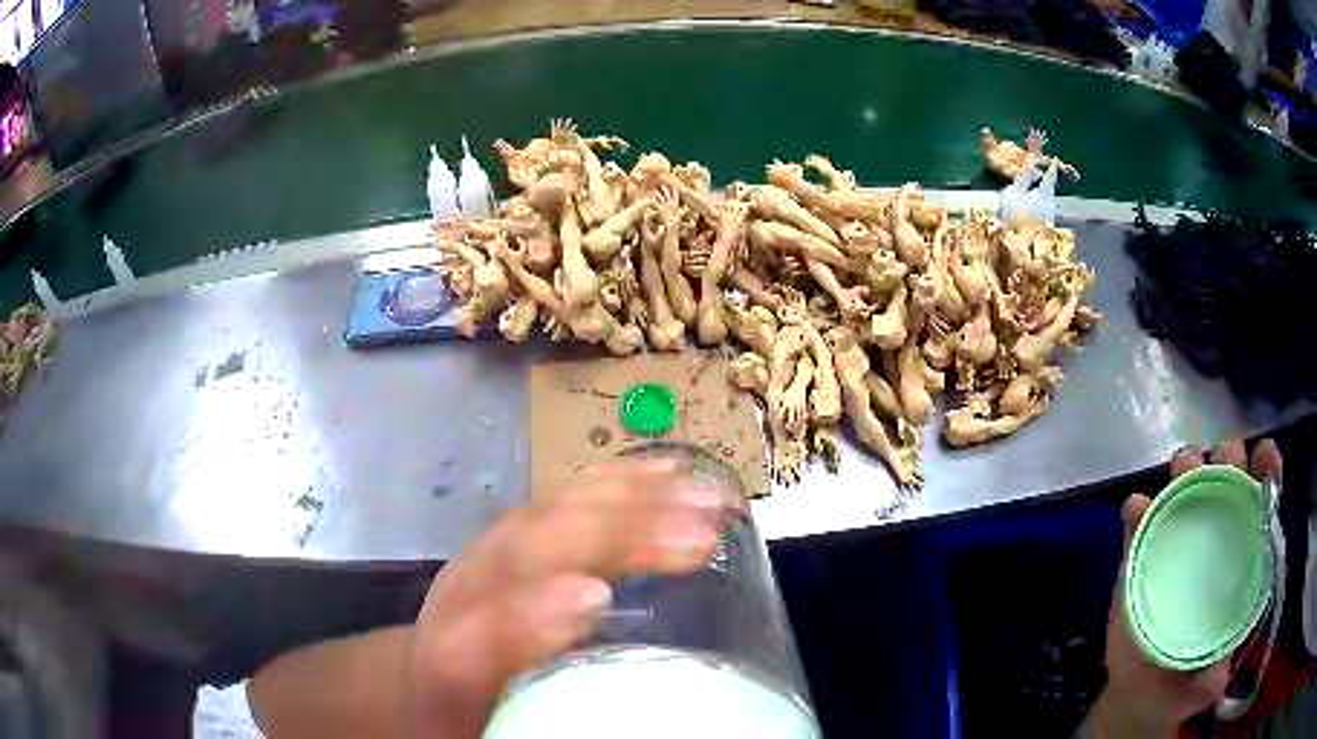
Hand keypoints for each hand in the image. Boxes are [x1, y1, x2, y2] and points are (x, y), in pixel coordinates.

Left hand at [408, 457, 736, 737]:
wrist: (424, 679)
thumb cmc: (475, 716)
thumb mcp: (503, 735)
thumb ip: (543, 728)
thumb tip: (632, 724)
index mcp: (450, 668)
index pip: (472, 643)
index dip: (525, 618)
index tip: (594, 598)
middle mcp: (461, 604)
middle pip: (522, 556)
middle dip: (607, 537)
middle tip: (697, 538)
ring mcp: (484, 560)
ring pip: (546, 517)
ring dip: (625, 501)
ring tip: (702, 497)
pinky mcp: (508, 539)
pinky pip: (560, 502)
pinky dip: (612, 484)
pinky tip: (661, 471)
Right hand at [1085, 438, 1281, 736]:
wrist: (1138, 696)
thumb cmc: (1182, 686)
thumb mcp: (1204, 689)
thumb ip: (1214, 681)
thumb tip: (1219, 672)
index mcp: (1244, 554)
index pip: (1263, 497)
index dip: (1267, 468)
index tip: (1264, 459)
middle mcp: (1217, 534)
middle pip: (1228, 472)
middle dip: (1228, 455)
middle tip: (1222, 466)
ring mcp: (1178, 540)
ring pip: (1187, 480)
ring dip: (1187, 465)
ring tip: (1182, 474)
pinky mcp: (1139, 554)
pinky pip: (1137, 519)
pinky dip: (1136, 509)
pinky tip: (1136, 511)